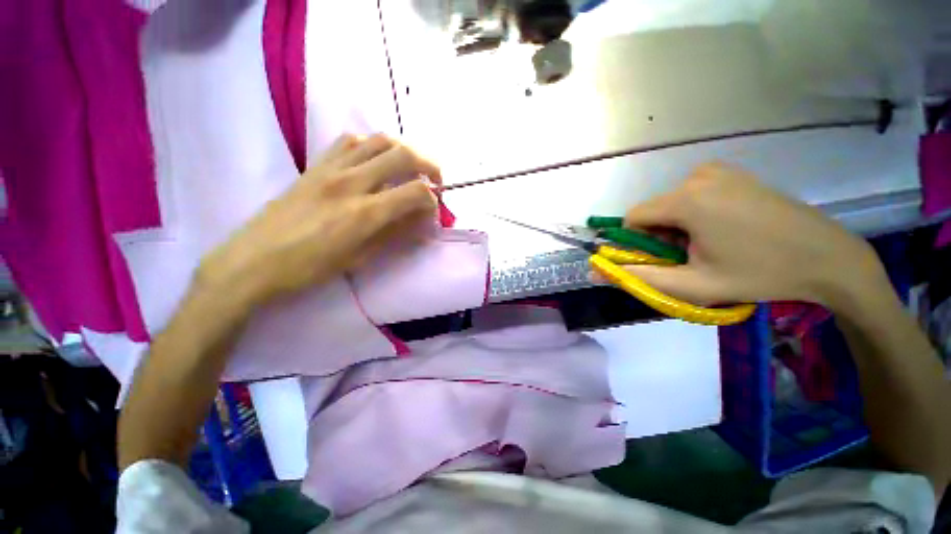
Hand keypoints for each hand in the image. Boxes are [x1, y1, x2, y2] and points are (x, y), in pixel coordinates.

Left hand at [197, 134, 439, 306]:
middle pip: (403, 153)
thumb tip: (422, 223)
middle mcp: (352, 182)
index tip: (433, 211)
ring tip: (409, 168)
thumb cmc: (309, 268)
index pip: (416, 191)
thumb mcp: (361, 258)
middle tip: (434, 180)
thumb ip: (395, 235)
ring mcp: (331, 168)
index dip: (433, 199)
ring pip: (378, 139)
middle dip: (429, 164)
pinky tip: (375, 162)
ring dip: (403, 150)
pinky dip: (372, 146)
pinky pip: (350, 141)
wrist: (253, 260)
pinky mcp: (315, 165)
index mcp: (365, 213)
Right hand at [619, 163, 887, 309]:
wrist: (827, 258)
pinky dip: (695, 213)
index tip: (667, 259)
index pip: (633, 218)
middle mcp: (697, 176)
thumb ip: (638, 278)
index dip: (640, 242)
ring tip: (713, 244)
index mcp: (686, 200)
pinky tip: (726, 228)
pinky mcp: (731, 172)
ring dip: (678, 226)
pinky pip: (692, 194)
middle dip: (661, 236)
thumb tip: (593, 272)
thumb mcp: (692, 285)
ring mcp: (717, 170)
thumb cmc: (759, 274)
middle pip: (653, 211)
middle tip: (695, 256)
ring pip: (671, 204)